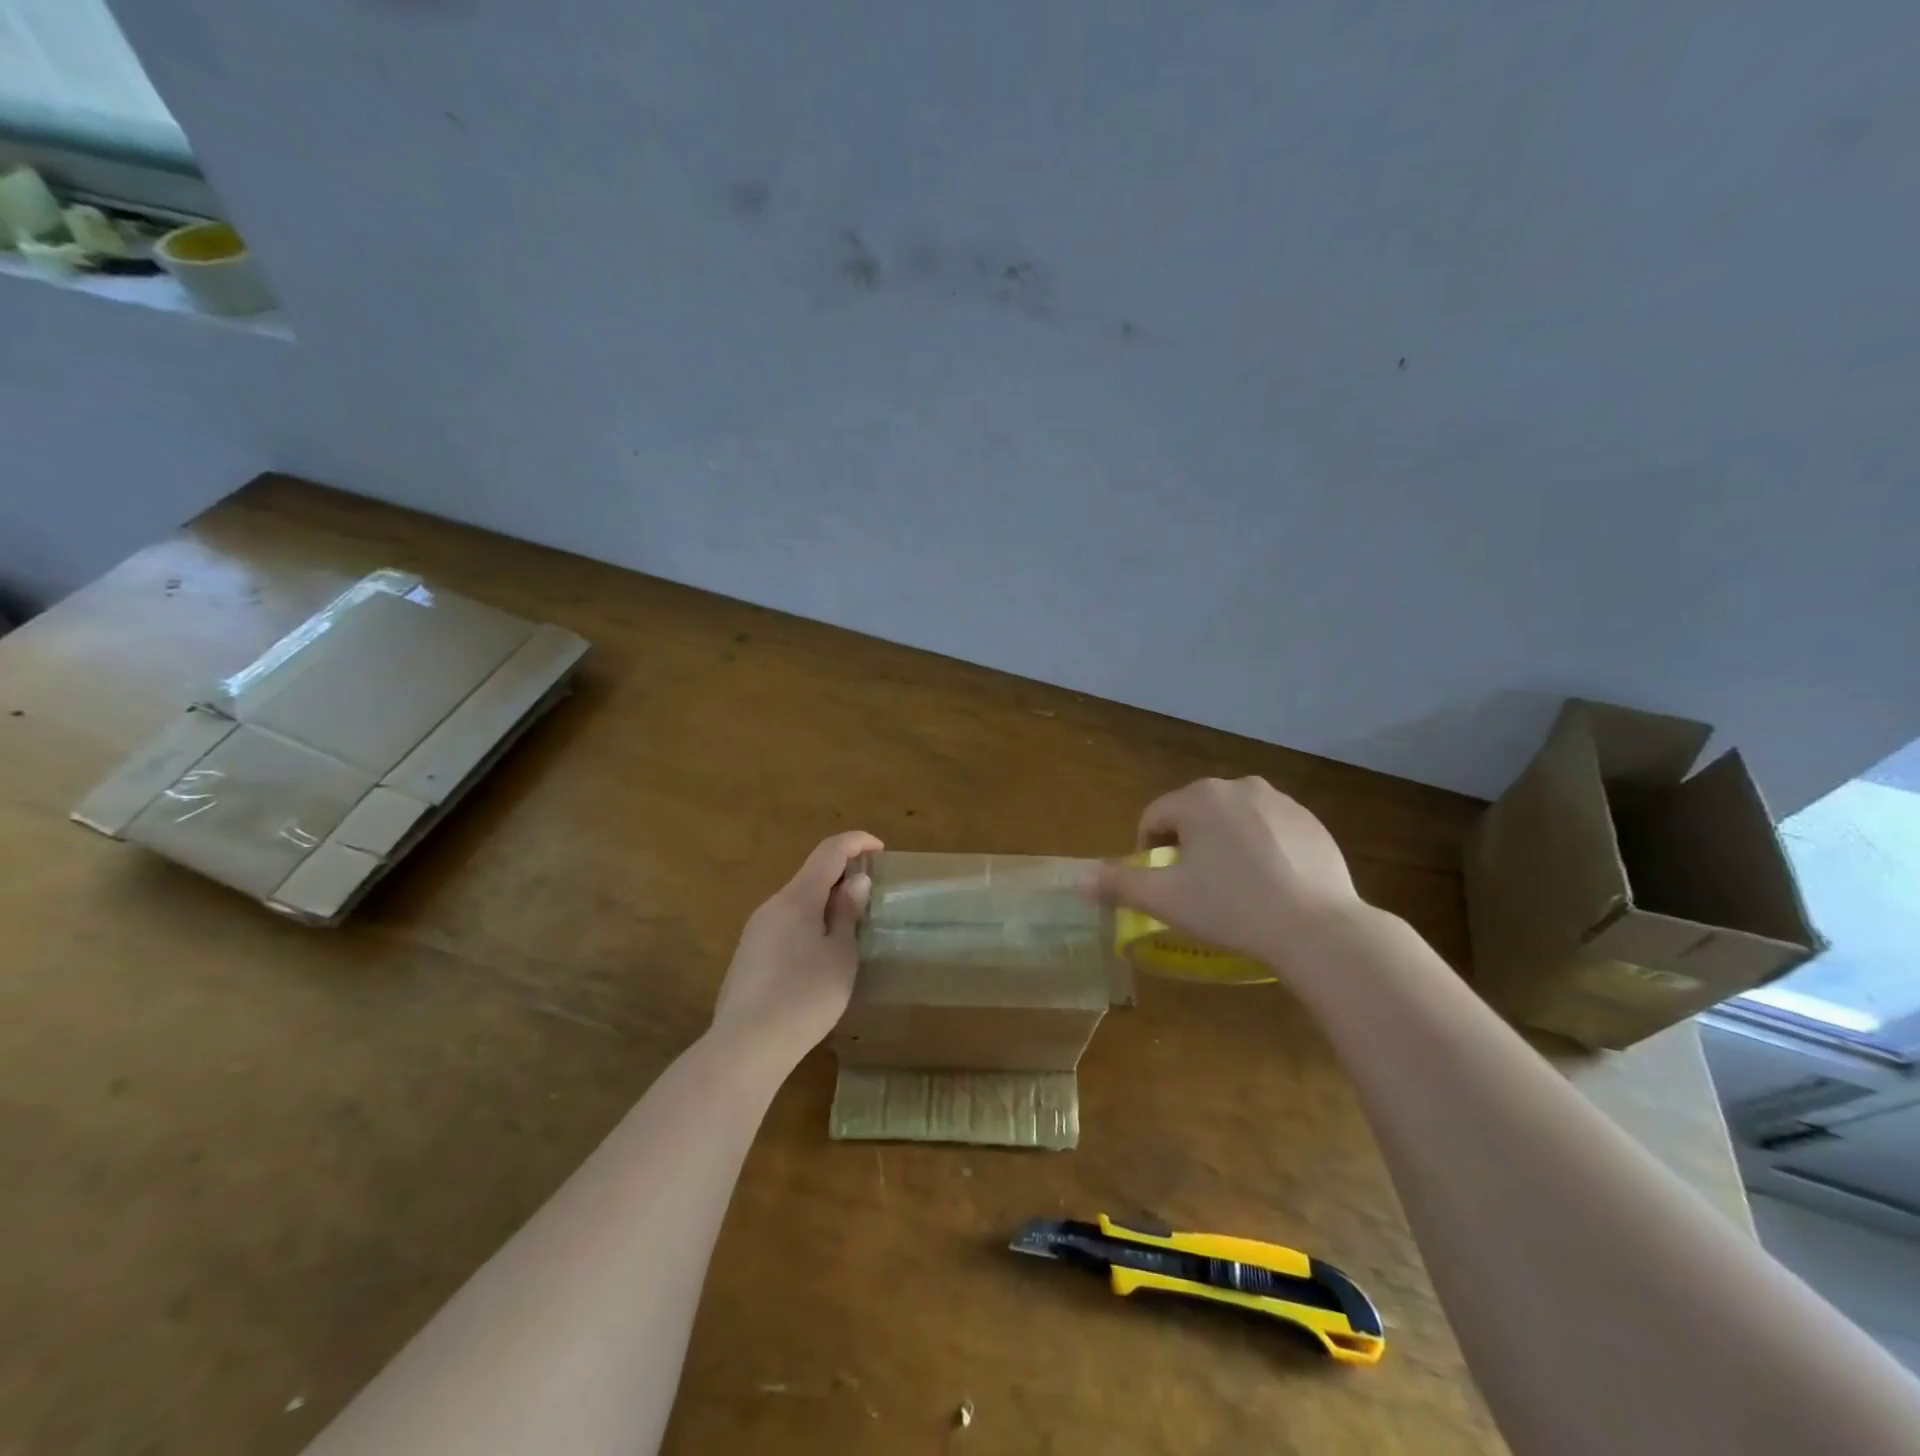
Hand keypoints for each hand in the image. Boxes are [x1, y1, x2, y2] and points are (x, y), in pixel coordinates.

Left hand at [713, 830, 881, 1062]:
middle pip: (811, 876)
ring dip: (825, 905)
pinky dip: (808, 926)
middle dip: (842, 878)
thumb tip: (855, 882)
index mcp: (797, 898)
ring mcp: (756, 931)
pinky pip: (785, 927)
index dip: (856, 842)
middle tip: (870, 898)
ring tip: (850, 931)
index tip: (880, 849)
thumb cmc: (804, 996)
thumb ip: (846, 915)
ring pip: (797, 904)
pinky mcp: (748, 956)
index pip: (829, 851)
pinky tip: (820, 960)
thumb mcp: (840, 955)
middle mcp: (772, 905)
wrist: (746, 1046)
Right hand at [1095, 777, 1360, 976]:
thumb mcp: (1166, 899)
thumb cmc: (1231, 907)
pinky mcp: (1311, 821)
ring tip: (1233, 886)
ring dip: (1222, 844)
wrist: (1317, 927)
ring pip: (1233, 819)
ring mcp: (1280, 801)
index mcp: (1199, 798)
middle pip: (1194, 813)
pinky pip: (1269, 829)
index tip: (1160, 883)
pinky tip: (1269, 884)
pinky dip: (1260, 848)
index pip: (1155, 817)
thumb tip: (1078, 879)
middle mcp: (1238, 786)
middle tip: (1195, 886)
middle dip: (1187, 844)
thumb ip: (1118, 884)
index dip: (1148, 850)